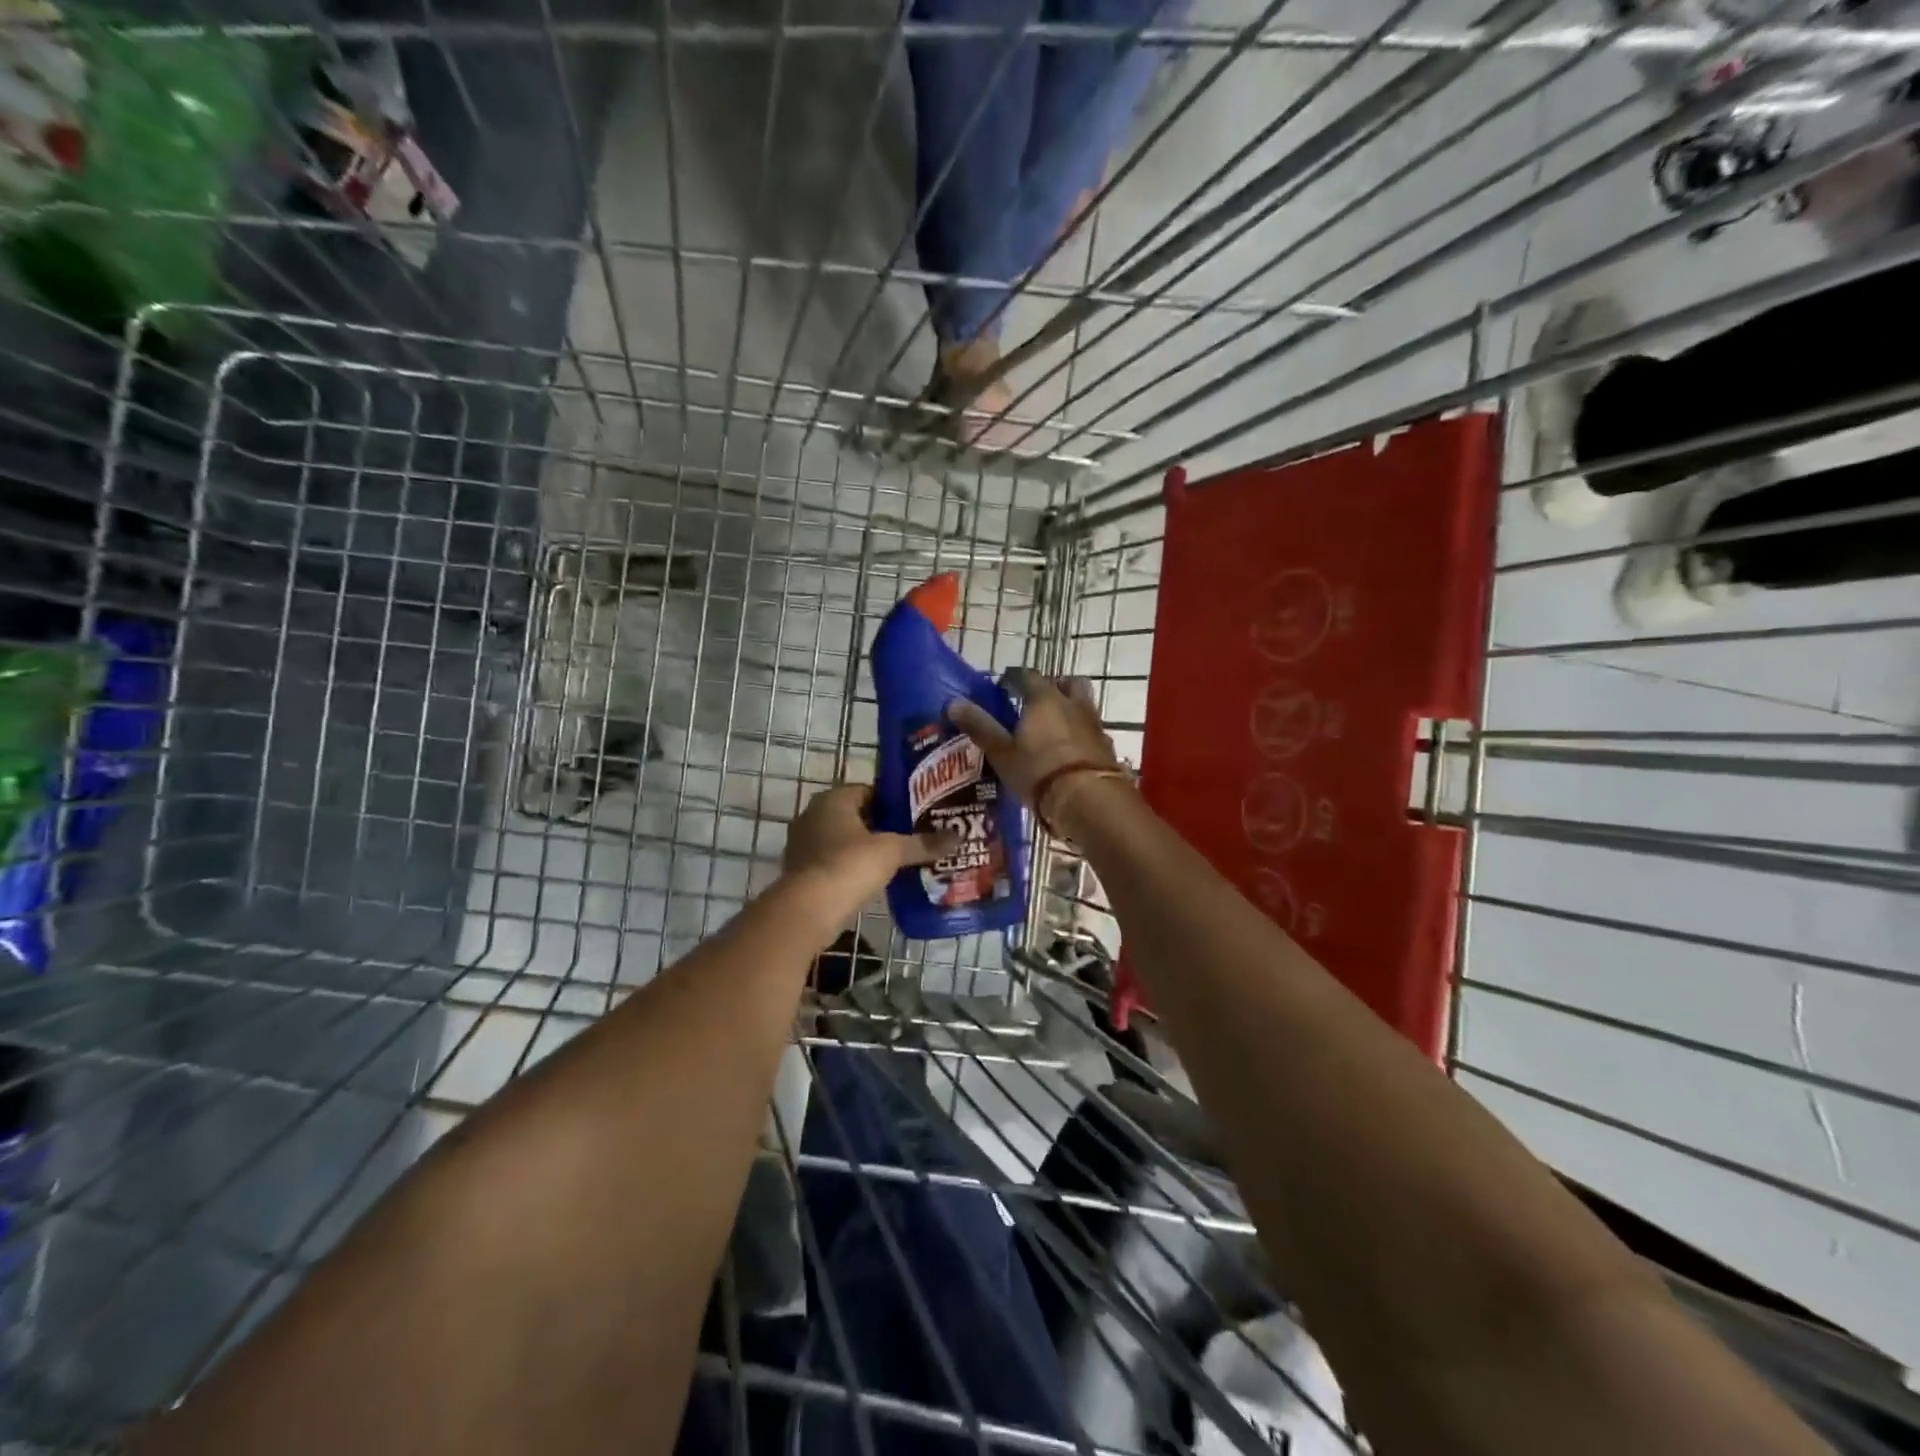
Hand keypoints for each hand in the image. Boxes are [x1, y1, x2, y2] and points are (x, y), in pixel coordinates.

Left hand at [782, 784, 953, 899]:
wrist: (808, 910)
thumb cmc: (849, 866)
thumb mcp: (892, 852)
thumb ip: (923, 843)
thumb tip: (958, 837)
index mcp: (832, 800)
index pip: (867, 791)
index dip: (892, 801)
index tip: (915, 814)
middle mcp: (813, 815)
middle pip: (855, 815)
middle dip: (880, 826)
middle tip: (911, 836)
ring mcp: (802, 844)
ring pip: (842, 840)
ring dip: (864, 848)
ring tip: (896, 859)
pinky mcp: (801, 871)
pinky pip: (832, 862)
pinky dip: (850, 868)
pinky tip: (873, 880)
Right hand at [947, 671, 1126, 829]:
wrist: (1089, 800)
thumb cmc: (1039, 773)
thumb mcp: (1002, 753)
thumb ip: (980, 726)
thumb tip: (953, 702)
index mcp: (1043, 699)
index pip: (1026, 675)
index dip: (1012, 679)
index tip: (1002, 688)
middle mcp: (1072, 703)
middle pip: (1066, 682)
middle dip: (1052, 686)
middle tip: (1035, 701)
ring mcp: (1094, 723)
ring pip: (1083, 703)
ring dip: (1070, 707)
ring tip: (1054, 726)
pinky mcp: (1106, 745)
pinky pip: (1092, 728)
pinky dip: (1080, 731)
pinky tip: (1070, 750)